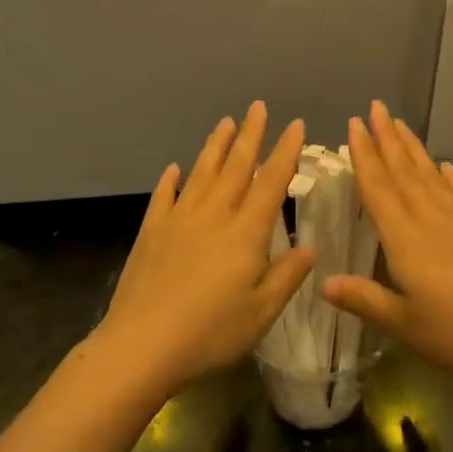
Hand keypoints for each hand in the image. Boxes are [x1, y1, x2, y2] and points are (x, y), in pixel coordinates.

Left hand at [96, 102, 312, 396]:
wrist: (142, 345)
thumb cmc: (211, 332)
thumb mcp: (262, 311)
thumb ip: (288, 275)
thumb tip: (311, 246)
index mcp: (246, 231)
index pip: (271, 182)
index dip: (286, 152)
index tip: (295, 125)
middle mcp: (214, 215)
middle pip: (236, 166)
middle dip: (250, 134)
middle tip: (257, 106)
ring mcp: (179, 220)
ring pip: (202, 173)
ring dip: (215, 146)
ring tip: (225, 122)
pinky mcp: (151, 232)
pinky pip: (164, 197)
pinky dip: (171, 180)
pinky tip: (174, 168)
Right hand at [321, 101, 452, 382]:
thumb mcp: (404, 324)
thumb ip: (364, 299)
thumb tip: (322, 282)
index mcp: (405, 239)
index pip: (378, 188)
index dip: (364, 156)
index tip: (354, 124)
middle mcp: (430, 219)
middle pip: (403, 171)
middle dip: (387, 138)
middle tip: (375, 107)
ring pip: (430, 176)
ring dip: (412, 148)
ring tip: (400, 124)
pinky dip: (449, 177)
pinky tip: (444, 166)